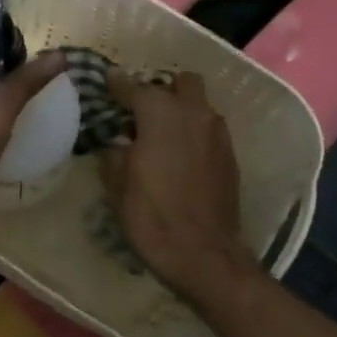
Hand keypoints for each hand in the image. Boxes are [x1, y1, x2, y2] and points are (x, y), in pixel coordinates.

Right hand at [98, 71, 252, 302]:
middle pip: (181, 82)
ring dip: (180, 110)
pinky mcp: (230, 156)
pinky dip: (192, 132)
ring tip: (159, 134)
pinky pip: (208, 129)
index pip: (134, 87)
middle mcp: (194, 114)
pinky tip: (177, 155)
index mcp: (161, 114)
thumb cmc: (151, 215)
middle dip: (161, 90)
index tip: (106, 82)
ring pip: (199, 105)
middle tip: (141, 112)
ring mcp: (218, 134)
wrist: (203, 254)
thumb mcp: (117, 183)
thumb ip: (114, 151)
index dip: (117, 84)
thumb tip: (116, 141)